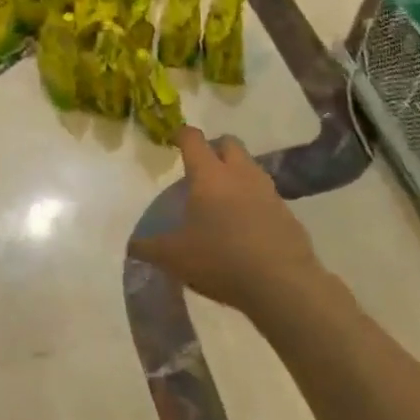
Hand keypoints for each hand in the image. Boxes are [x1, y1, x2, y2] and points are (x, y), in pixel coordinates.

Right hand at [129, 126, 324, 318]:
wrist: (283, 284)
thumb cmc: (221, 259)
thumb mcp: (174, 257)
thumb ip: (149, 248)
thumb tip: (132, 246)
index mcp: (209, 175)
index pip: (193, 139)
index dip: (181, 135)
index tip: (173, 140)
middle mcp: (240, 174)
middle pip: (228, 143)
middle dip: (214, 148)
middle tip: (201, 169)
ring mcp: (268, 191)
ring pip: (250, 167)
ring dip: (236, 173)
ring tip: (223, 199)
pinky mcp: (287, 213)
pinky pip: (266, 195)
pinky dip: (254, 201)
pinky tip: (246, 226)